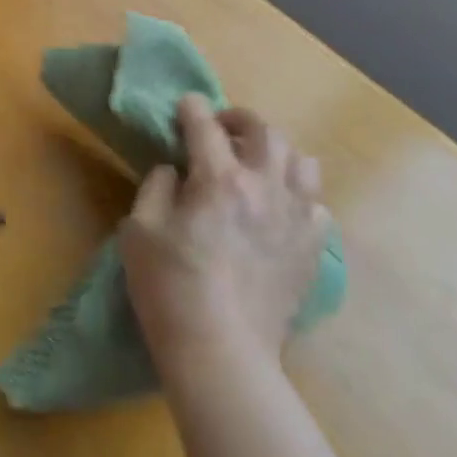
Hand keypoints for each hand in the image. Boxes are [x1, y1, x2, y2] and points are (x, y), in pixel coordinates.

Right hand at [121, 95, 329, 379]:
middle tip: (222, 129)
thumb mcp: (139, 231)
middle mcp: (265, 187)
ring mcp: (296, 218)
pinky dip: (298, 197)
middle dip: (239, 120)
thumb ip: (157, 188)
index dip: (192, 108)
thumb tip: (176, 171)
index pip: (205, 126)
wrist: (221, 351)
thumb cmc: (169, 288)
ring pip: (302, 161)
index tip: (185, 105)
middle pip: (265, 131)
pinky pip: (317, 206)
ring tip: (258, 165)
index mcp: (218, 179)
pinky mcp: (313, 250)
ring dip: (277, 153)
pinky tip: (280, 210)